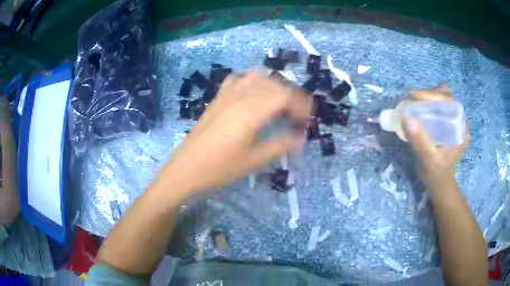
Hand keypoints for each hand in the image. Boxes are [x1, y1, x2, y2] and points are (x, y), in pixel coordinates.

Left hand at [161, 72, 311, 196]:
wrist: (186, 169)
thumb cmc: (220, 168)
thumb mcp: (255, 160)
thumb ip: (282, 144)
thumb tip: (302, 136)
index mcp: (251, 110)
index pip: (285, 95)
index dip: (302, 105)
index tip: (308, 121)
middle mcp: (240, 95)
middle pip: (275, 84)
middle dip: (293, 97)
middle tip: (298, 117)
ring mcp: (227, 94)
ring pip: (259, 77)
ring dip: (276, 87)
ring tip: (282, 105)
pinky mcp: (218, 97)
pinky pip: (240, 79)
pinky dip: (255, 82)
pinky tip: (257, 94)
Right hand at [403, 84, 469, 194]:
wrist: (438, 184)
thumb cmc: (436, 174)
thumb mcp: (429, 160)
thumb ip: (420, 142)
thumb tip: (406, 118)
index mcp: (461, 128)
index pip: (449, 102)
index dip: (432, 95)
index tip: (414, 96)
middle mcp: (459, 121)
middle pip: (445, 97)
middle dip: (429, 94)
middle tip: (412, 99)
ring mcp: (453, 121)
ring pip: (441, 99)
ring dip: (428, 97)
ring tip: (414, 102)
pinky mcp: (446, 123)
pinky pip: (437, 106)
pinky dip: (427, 103)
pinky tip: (419, 107)